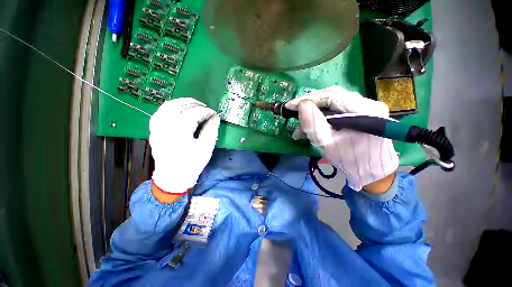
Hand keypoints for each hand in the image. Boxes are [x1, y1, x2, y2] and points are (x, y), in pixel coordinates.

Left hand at [150, 98, 219, 199]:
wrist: (173, 177)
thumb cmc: (192, 163)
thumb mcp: (206, 147)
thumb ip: (211, 130)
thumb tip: (215, 117)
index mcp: (179, 131)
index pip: (194, 114)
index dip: (206, 111)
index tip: (214, 113)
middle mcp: (165, 126)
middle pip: (178, 106)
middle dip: (193, 103)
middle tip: (204, 106)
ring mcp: (157, 127)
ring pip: (167, 106)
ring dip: (181, 102)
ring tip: (193, 105)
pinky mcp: (154, 130)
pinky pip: (160, 112)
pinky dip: (170, 107)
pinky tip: (178, 110)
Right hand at [286, 86, 398, 192]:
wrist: (372, 172)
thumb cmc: (350, 161)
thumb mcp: (328, 145)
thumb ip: (314, 125)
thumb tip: (301, 106)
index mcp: (365, 111)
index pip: (332, 96)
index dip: (308, 99)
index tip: (289, 106)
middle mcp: (368, 103)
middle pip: (332, 96)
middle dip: (308, 105)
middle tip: (291, 112)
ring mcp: (365, 107)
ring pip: (332, 103)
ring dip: (313, 113)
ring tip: (299, 129)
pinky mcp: (360, 112)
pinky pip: (335, 109)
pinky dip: (320, 117)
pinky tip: (310, 128)